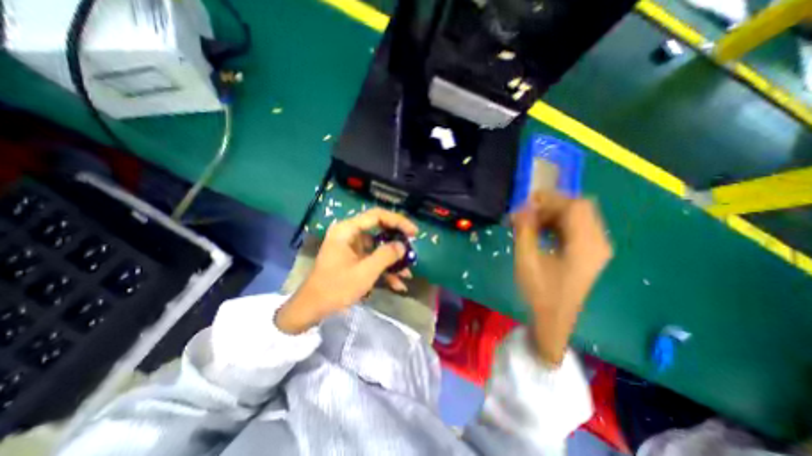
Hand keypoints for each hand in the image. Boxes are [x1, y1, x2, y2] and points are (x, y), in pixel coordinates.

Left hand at [277, 209, 418, 332]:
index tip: (413, 232)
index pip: (377, 216)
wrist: (312, 309)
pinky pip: (372, 259)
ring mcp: (351, 248)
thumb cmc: (336, 288)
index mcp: (347, 230)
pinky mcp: (353, 259)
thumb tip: (402, 245)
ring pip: (378, 247)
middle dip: (396, 242)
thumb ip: (386, 255)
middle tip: (412, 249)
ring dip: (392, 260)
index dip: (398, 221)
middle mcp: (349, 234)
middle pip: (379, 230)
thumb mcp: (365, 272)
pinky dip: (384, 269)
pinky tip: (397, 284)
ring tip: (407, 273)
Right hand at [512, 191, 608, 364]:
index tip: (527, 202)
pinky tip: (543, 232)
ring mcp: (598, 247)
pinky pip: (578, 226)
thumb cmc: (540, 291)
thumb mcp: (527, 259)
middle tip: (529, 213)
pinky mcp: (592, 251)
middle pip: (581, 207)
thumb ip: (524, 230)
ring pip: (580, 215)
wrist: (554, 318)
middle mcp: (599, 242)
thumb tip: (521, 207)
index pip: (575, 207)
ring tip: (533, 223)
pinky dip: (559, 223)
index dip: (550, 200)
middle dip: (552, 205)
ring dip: (555, 214)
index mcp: (585, 245)